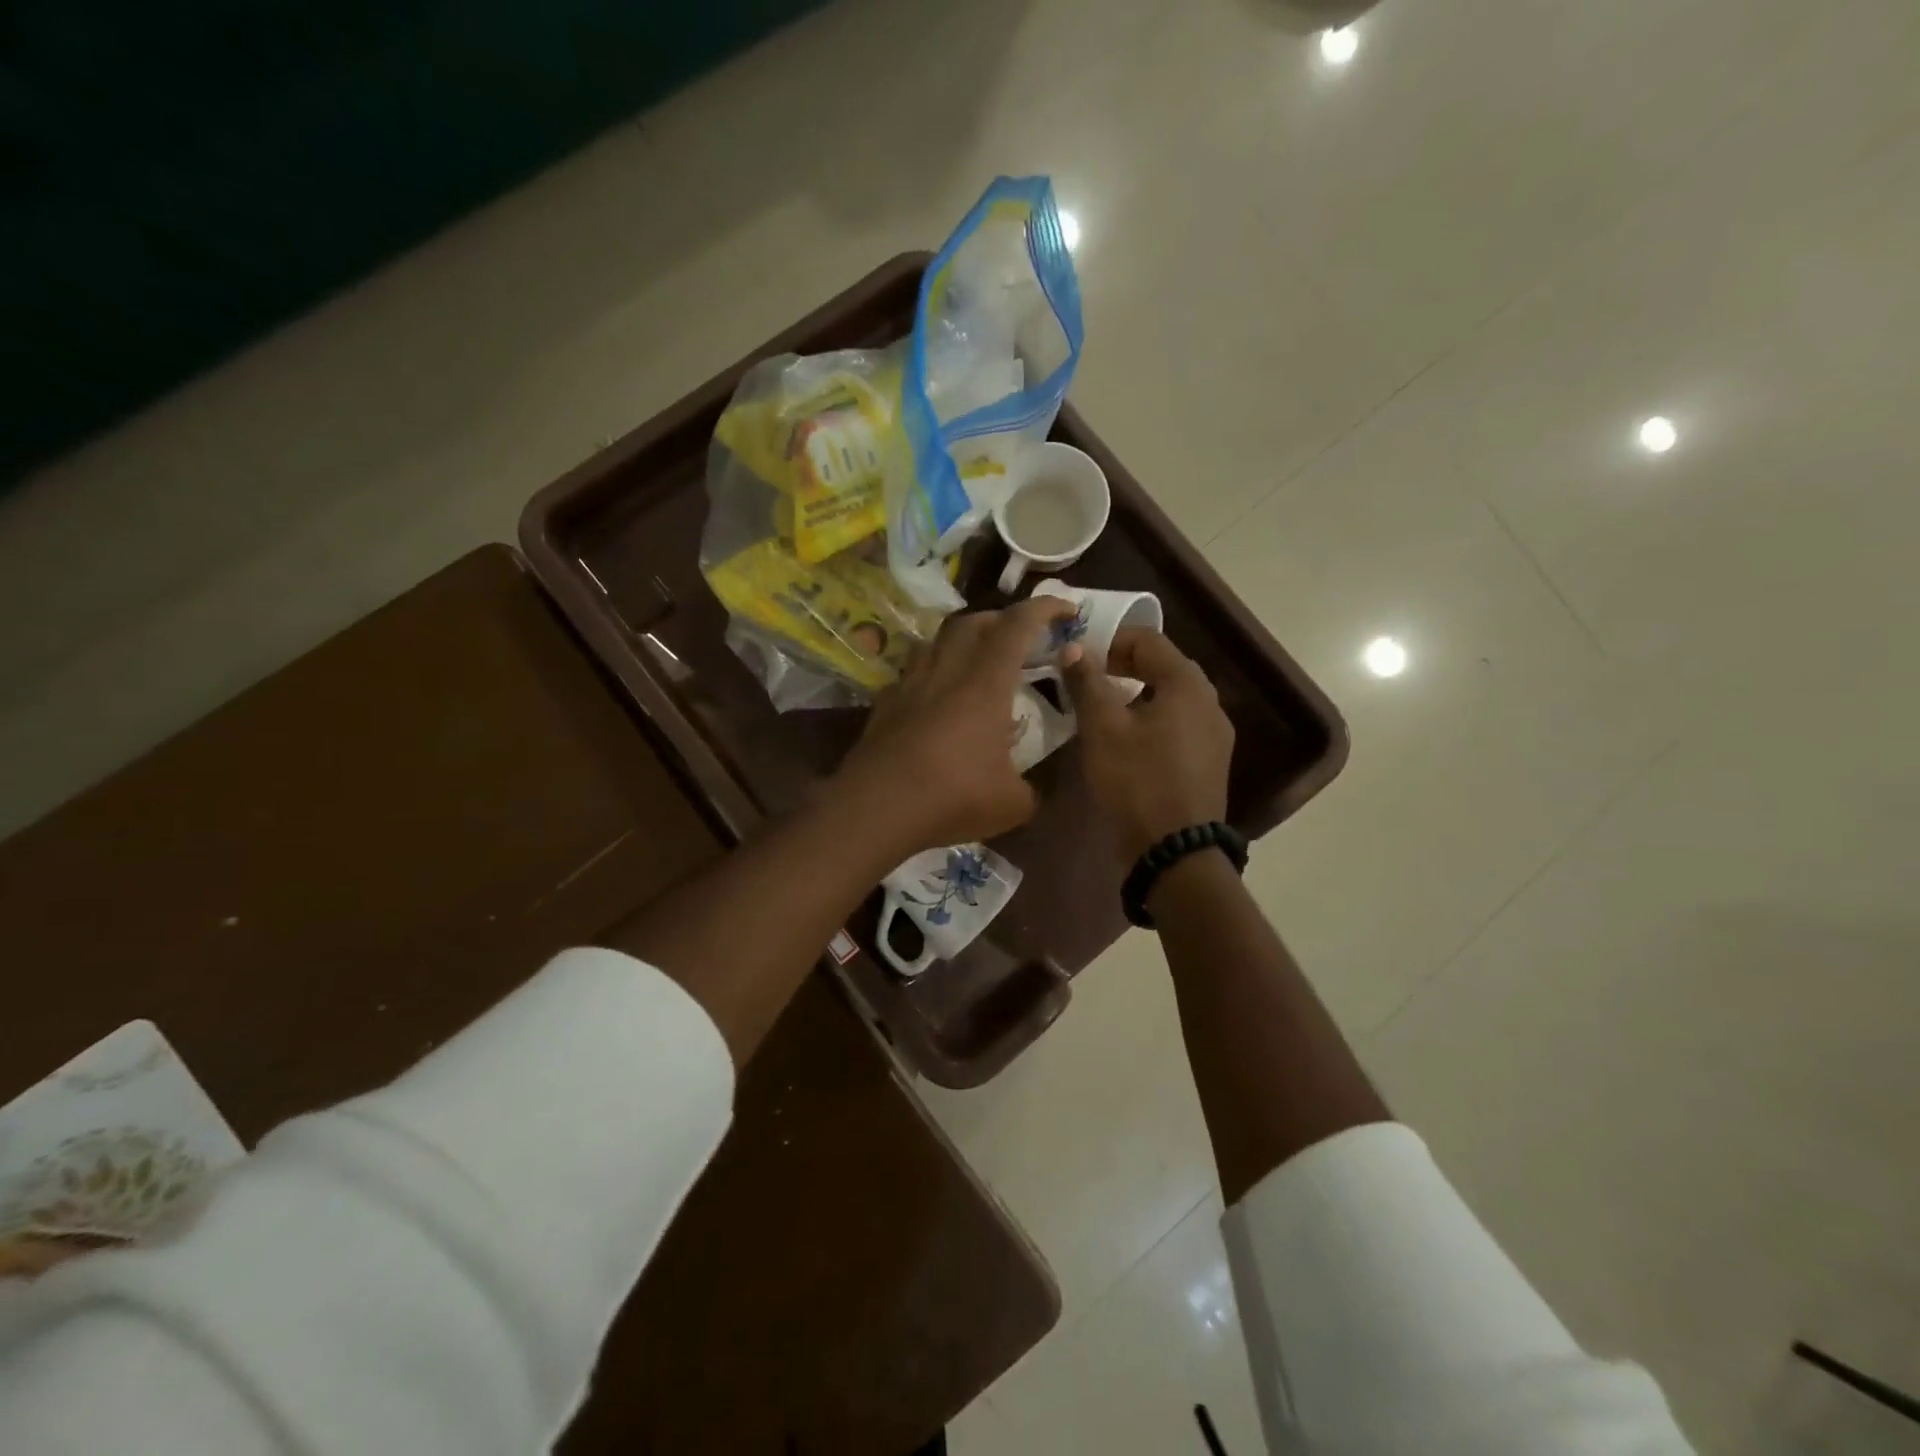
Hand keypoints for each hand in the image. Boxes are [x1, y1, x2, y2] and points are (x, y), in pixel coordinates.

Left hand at [837, 595, 1076, 856]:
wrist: (876, 807)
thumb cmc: (954, 796)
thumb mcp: (1012, 803)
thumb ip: (1031, 790)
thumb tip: (1033, 792)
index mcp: (986, 682)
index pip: (1018, 625)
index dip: (1044, 609)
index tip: (1066, 609)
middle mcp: (947, 670)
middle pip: (973, 622)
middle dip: (1002, 620)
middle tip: (1020, 639)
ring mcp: (911, 684)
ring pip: (937, 640)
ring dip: (962, 640)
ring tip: (977, 661)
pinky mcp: (885, 703)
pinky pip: (913, 673)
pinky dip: (932, 673)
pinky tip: (937, 697)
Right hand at [1062, 628, 1235, 863]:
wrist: (1175, 853)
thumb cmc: (1137, 782)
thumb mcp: (1102, 729)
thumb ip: (1087, 682)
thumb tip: (1073, 648)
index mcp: (1187, 684)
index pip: (1148, 639)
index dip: (1109, 640)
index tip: (1077, 655)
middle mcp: (1209, 701)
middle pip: (1162, 666)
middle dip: (1121, 665)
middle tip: (1084, 678)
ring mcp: (1214, 734)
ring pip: (1169, 697)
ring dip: (1134, 693)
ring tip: (1100, 708)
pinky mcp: (1209, 761)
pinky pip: (1177, 725)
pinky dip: (1149, 719)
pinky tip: (1125, 740)